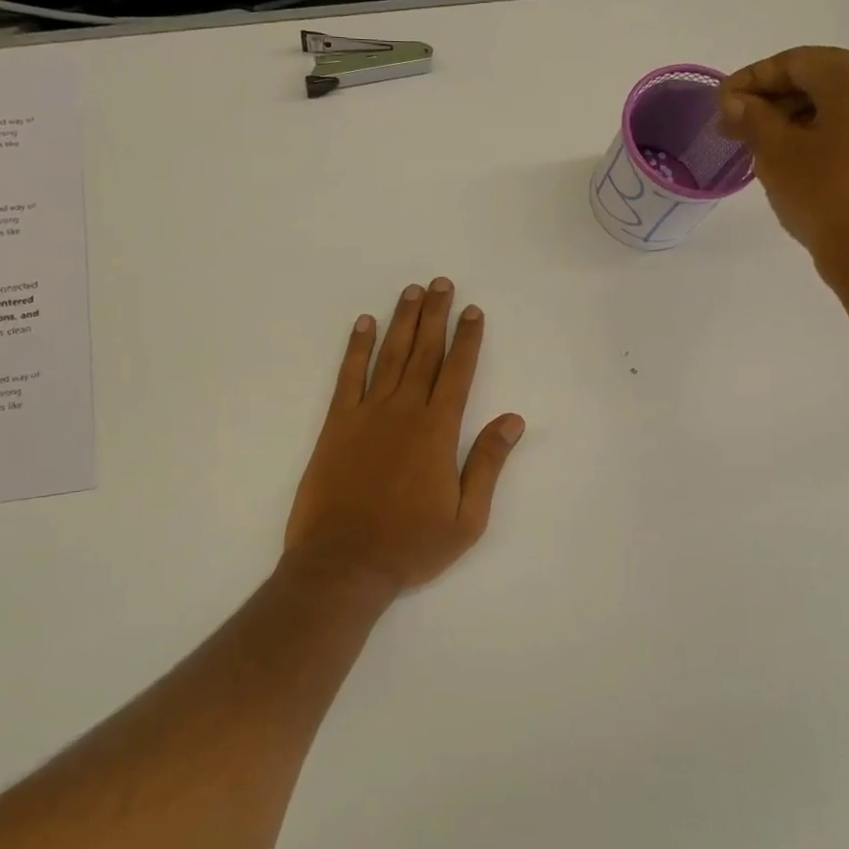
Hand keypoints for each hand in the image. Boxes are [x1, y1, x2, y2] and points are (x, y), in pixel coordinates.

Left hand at [284, 279, 524, 596]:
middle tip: (441, 284)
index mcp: (437, 431)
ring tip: (411, 292)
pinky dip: (356, 348)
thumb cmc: (410, 546)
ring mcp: (367, 414)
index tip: (473, 310)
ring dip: (402, 321)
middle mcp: (404, 411)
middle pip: (424, 353)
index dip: (467, 339)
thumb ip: (487, 463)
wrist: (343, 564)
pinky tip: (363, 324)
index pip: (458, 372)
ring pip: (389, 356)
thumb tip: (513, 419)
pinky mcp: (336, 424)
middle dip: (435, 316)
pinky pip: (348, 376)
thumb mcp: (466, 518)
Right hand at [720, 47, 848, 295]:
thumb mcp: (776, 153)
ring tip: (756, 142)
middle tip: (732, 125)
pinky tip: (792, 150)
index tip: (719, 102)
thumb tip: (733, 100)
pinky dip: (821, 127)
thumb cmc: (824, 195)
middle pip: (819, 76)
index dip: (751, 79)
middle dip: (772, 98)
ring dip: (794, 114)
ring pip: (837, 98)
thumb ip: (752, 117)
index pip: (795, 62)